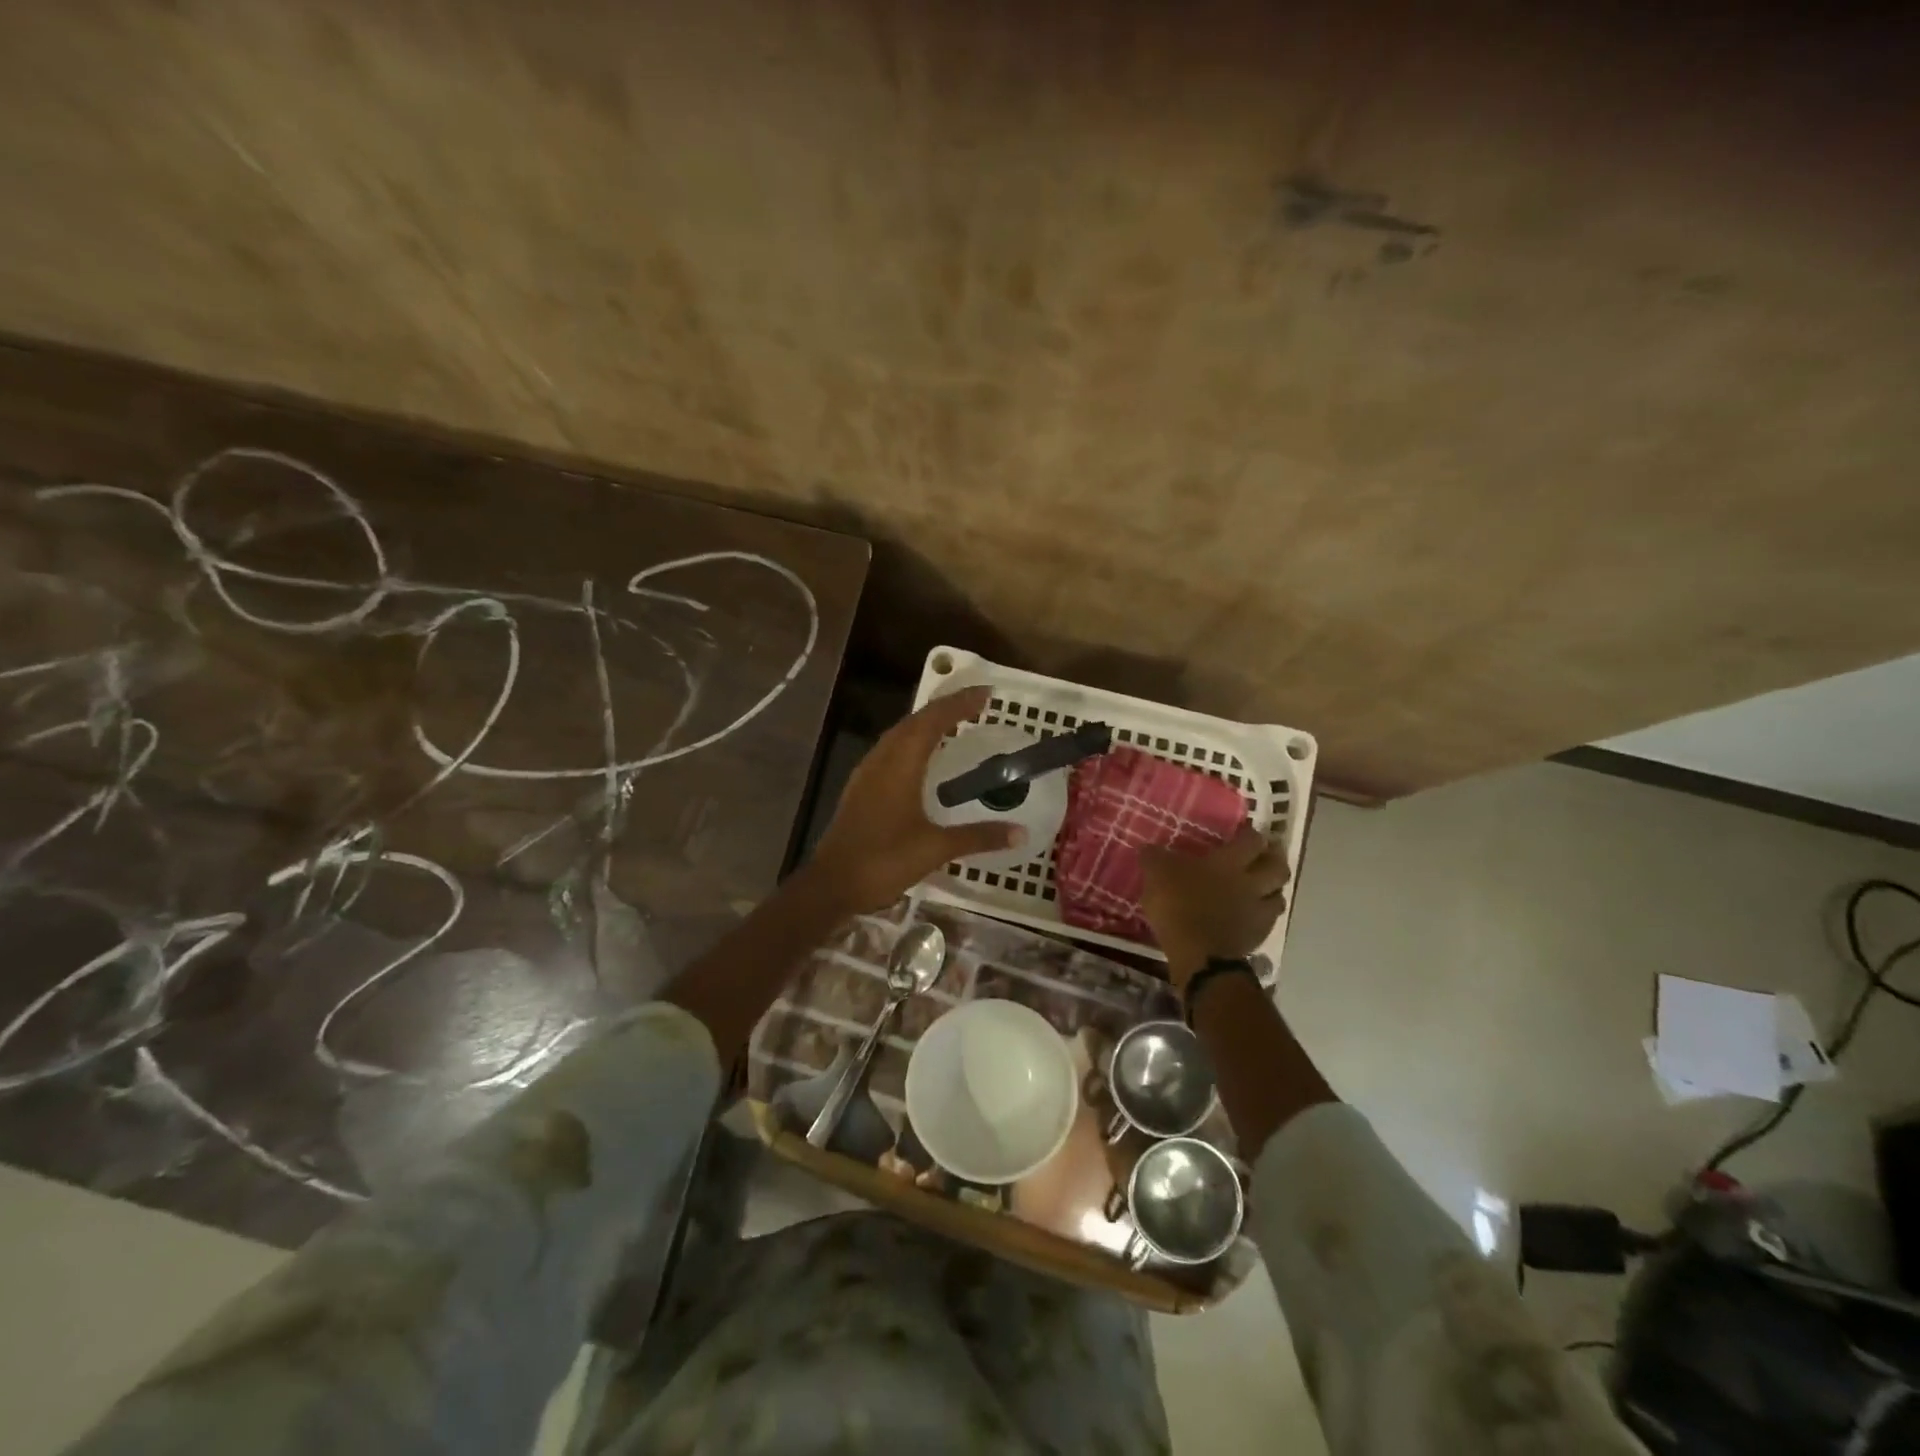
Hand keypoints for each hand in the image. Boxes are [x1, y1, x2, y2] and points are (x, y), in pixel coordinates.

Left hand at [807, 686, 1022, 914]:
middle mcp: (882, 760)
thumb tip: (1021, 833)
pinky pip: (890, 750)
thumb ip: (979, 837)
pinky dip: (912, 742)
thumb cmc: (884, 860)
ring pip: (899, 734)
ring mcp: (867, 773)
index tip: (986, 694)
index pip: (933, 720)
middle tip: (976, 704)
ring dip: (926, 723)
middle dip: (945, 708)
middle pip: (915, 721)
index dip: (959, 703)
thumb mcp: (936, 848)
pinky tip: (922, 758)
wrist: (832, 883)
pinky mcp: (861, 788)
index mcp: (901, 764)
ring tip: (953, 723)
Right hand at [1141, 825, 1289, 987]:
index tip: (1244, 833)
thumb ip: (1155, 858)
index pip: (1251, 840)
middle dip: (1274, 860)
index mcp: (1228, 863)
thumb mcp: (1156, 874)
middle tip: (1264, 857)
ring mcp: (1257, 911)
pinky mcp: (1256, 937)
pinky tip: (1250, 917)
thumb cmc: (1178, 905)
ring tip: (1261, 889)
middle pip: (1278, 867)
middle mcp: (1250, 883)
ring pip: (1279, 896)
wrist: (1198, 953)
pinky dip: (1262, 916)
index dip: (1250, 834)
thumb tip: (1149, 848)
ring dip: (1273, 890)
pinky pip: (1268, 921)